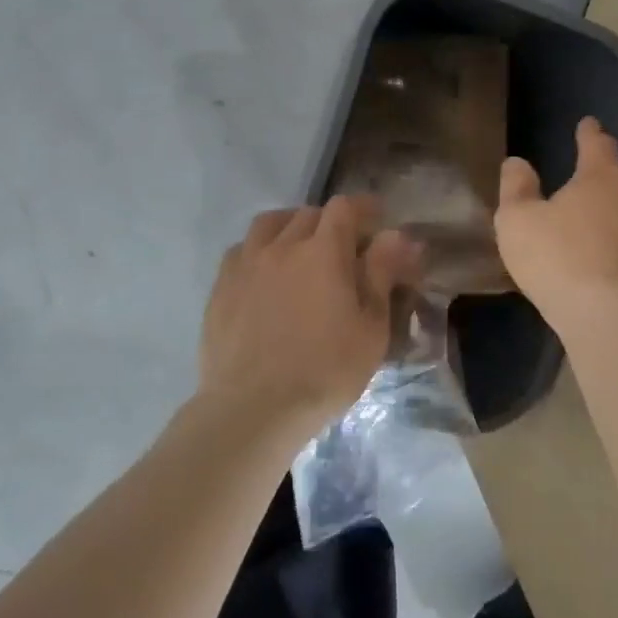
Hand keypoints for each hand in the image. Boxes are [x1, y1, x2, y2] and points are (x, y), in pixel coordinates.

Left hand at [198, 196, 421, 435]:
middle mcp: (282, 246)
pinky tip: (265, 273)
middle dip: (331, 221)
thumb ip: (382, 274)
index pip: (344, 208)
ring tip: (300, 249)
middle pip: (308, 214)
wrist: (253, 409)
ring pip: (269, 224)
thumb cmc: (325, 371)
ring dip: (290, 227)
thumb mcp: (371, 328)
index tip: (376, 219)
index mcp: (323, 252)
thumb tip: (397, 235)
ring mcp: (245, 265)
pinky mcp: (220, 288)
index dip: (363, 208)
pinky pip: (241, 250)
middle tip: (344, 246)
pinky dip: (259, 250)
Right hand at [495, 116, 617, 328]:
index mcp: (601, 175)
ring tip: (597, 205)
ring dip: (616, 200)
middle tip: (589, 167)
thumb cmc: (557, 257)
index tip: (587, 124)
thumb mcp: (518, 220)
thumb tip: (517, 163)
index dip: (589, 132)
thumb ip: (516, 187)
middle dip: (605, 166)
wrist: (608, 315)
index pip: (597, 143)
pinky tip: (606, 244)